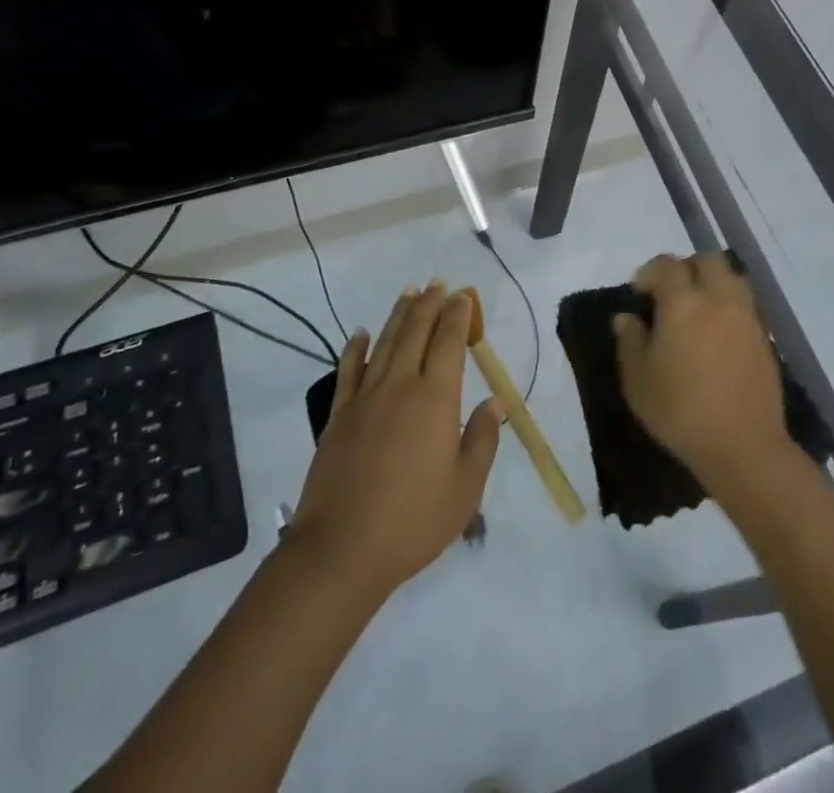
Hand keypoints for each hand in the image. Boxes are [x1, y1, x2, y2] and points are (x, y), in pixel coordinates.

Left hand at [289, 283, 502, 603]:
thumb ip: (482, 440)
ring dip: (398, 315)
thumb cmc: (413, 521)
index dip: (458, 315)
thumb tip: (494, 403)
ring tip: (409, 293)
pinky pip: (348, 371)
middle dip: (430, 304)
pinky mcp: (339, 416)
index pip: (449, 343)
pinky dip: (355, 348)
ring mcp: (365, 398)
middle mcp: (400, 386)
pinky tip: (359, 333)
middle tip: (438, 283)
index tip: (464, 296)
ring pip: (384, 343)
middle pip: (416, 333)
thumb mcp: (465, 489)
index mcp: (435, 399)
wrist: (342, 549)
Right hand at [612, 252, 792, 494]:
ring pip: (732, 277)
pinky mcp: (765, 337)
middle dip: (687, 267)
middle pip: (707, 260)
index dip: (650, 272)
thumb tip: (626, 318)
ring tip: (698, 309)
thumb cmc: (680, 411)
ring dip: (713, 282)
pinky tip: (718, 333)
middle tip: (671, 293)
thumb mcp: (637, 380)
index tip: (639, 292)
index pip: (667, 265)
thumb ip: (630, 341)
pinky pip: (746, 304)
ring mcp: (746, 316)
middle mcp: (718, 298)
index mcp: (683, 302)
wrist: (743, 446)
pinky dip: (730, 305)